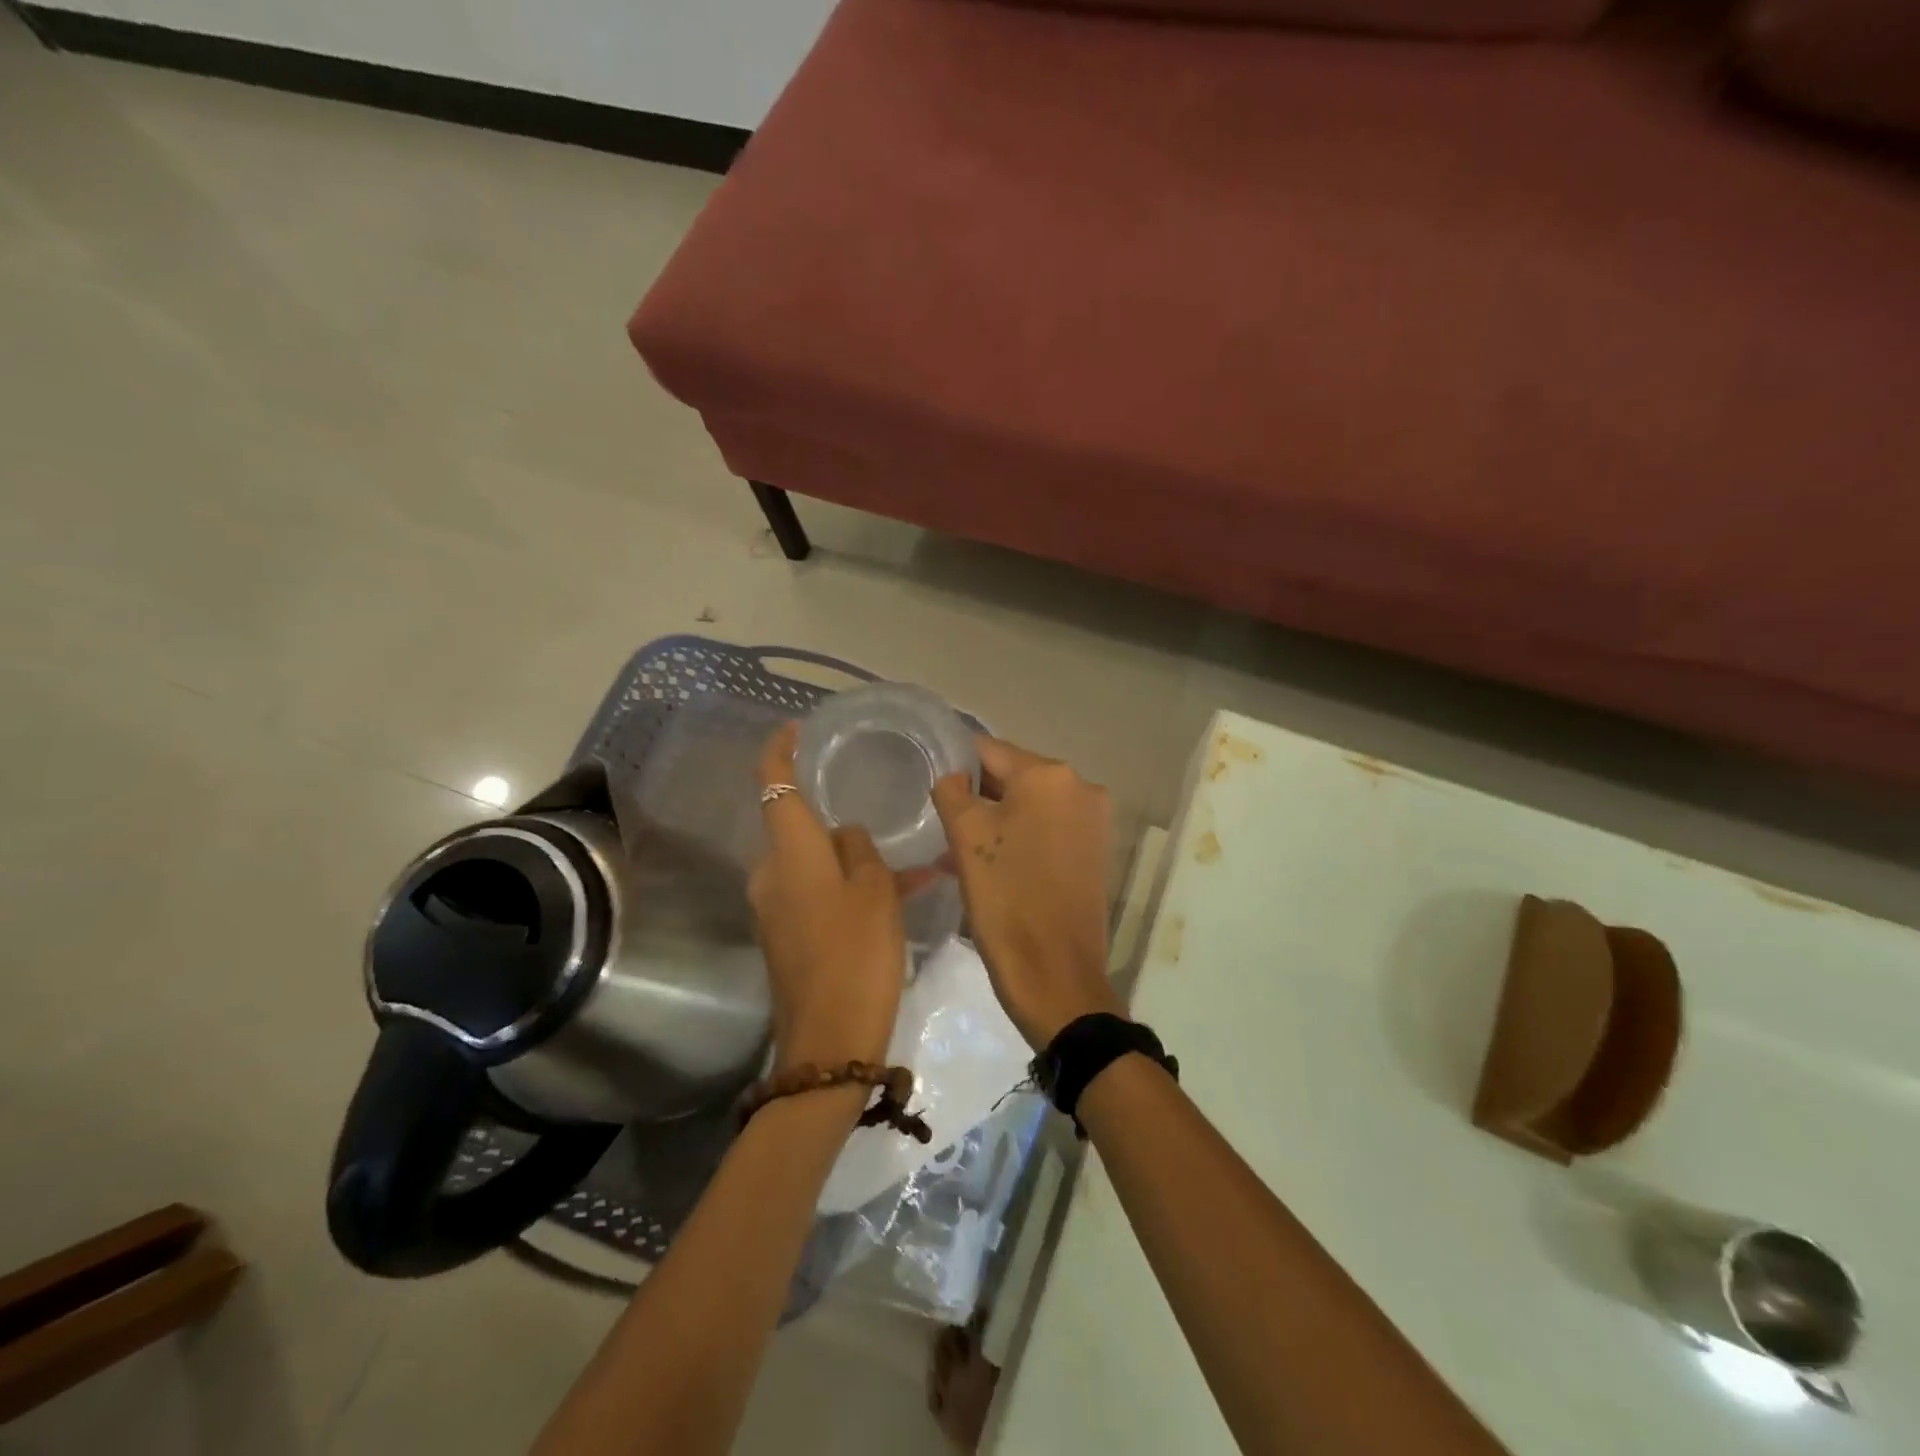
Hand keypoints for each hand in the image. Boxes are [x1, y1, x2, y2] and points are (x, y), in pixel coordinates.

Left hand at [750, 725, 906, 1073]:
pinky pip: (816, 894)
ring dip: (850, 859)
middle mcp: (770, 874)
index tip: (795, 728)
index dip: (780, 750)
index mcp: (790, 853)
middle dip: (834, 818)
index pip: (773, 784)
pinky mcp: (785, 936)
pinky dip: (846, 888)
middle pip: (798, 827)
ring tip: (906, 867)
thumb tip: (846, 834)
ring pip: (814, 864)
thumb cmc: (857, 955)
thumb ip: (860, 849)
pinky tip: (892, 898)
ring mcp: (773, 908)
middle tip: (881, 814)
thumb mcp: (875, 891)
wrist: (829, 1043)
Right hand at [933, 737, 1122, 1051]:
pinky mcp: (1095, 851)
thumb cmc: (1006, 899)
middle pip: (1014, 776)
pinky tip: (993, 864)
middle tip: (944, 824)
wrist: (1057, 976)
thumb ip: (952, 791)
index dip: (957, 764)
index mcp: (1049, 775)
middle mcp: (1080, 787)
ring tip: (961, 850)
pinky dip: (1021, 837)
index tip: (932, 786)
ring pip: (1031, 805)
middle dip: (978, 796)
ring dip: (997, 820)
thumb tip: (957, 777)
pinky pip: (1048, 829)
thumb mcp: (965, 838)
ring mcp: (1093, 820)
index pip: (989, 750)